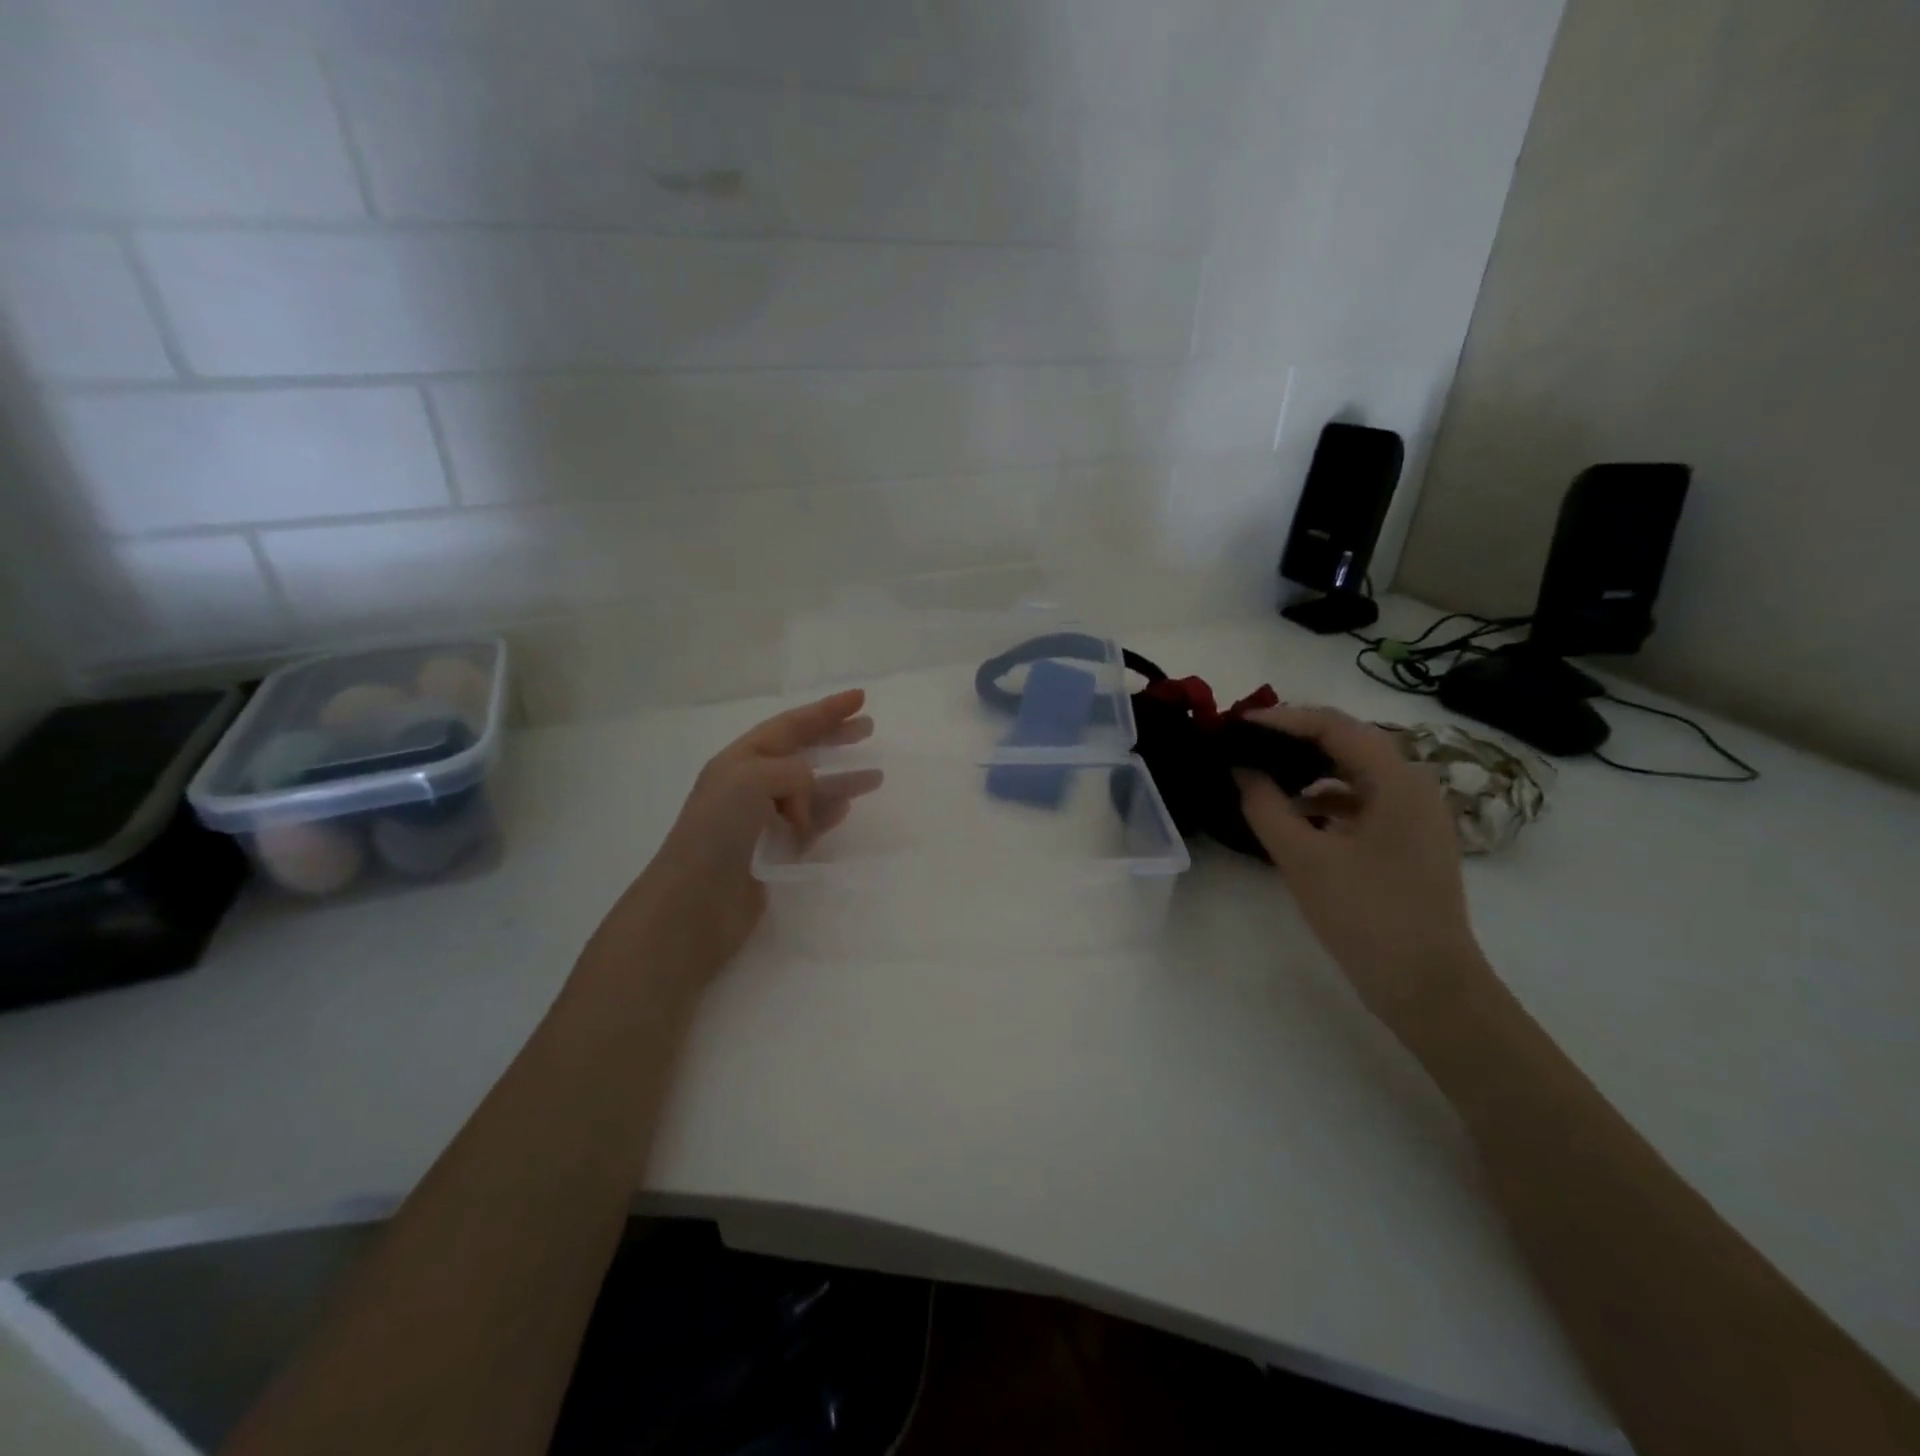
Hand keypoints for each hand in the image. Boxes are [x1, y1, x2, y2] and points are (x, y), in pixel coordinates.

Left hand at [588, 690, 877, 987]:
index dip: (826, 711)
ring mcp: (762, 820)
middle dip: (834, 738)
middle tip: (869, 730)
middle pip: (802, 753)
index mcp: (741, 760)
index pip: (790, 726)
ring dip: (842, 779)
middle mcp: (751, 785)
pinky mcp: (773, 852)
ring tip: (876, 776)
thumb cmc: (718, 831)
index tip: (861, 698)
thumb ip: (792, 773)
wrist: (694, 902)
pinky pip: (809, 825)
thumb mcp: (751, 779)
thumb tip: (811, 797)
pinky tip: (846, 808)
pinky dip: (828, 814)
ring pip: (811, 791)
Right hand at [1235, 704, 1488, 1024]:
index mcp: (1397, 781)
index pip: (1335, 726)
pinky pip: (1361, 803)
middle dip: (1294, 739)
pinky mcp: (1408, 843)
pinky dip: (1324, 800)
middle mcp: (1413, 787)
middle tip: (1245, 744)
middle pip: (1348, 743)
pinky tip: (1293, 816)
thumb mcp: (1304, 859)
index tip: (1237, 724)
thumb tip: (1241, 769)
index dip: (1283, 718)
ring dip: (1308, 769)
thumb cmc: (1367, 915)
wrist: (1429, 987)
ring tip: (1262, 775)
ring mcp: (1415, 817)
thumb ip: (1265, 806)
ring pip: (1354, 774)